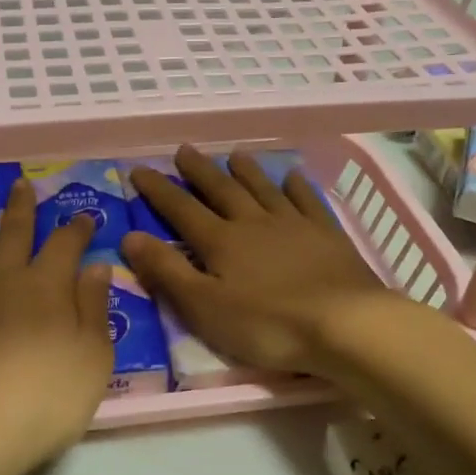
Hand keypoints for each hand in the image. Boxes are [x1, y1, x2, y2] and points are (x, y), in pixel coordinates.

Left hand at [0, 179, 113, 474]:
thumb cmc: (44, 402)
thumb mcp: (92, 361)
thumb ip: (94, 310)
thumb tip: (96, 265)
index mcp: (47, 289)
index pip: (65, 246)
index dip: (76, 229)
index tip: (84, 215)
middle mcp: (2, 279)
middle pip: (12, 234)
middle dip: (20, 207)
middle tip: (20, 183)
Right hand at [121, 146, 395, 377]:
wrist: (345, 324)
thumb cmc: (268, 324)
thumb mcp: (204, 307)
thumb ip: (167, 272)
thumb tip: (130, 236)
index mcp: (221, 242)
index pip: (181, 209)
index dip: (158, 190)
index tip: (139, 169)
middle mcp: (253, 223)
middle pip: (221, 190)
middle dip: (199, 171)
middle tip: (184, 150)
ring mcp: (293, 225)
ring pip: (263, 189)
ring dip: (246, 171)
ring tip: (234, 154)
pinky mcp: (327, 235)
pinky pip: (307, 201)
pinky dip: (297, 186)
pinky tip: (293, 176)